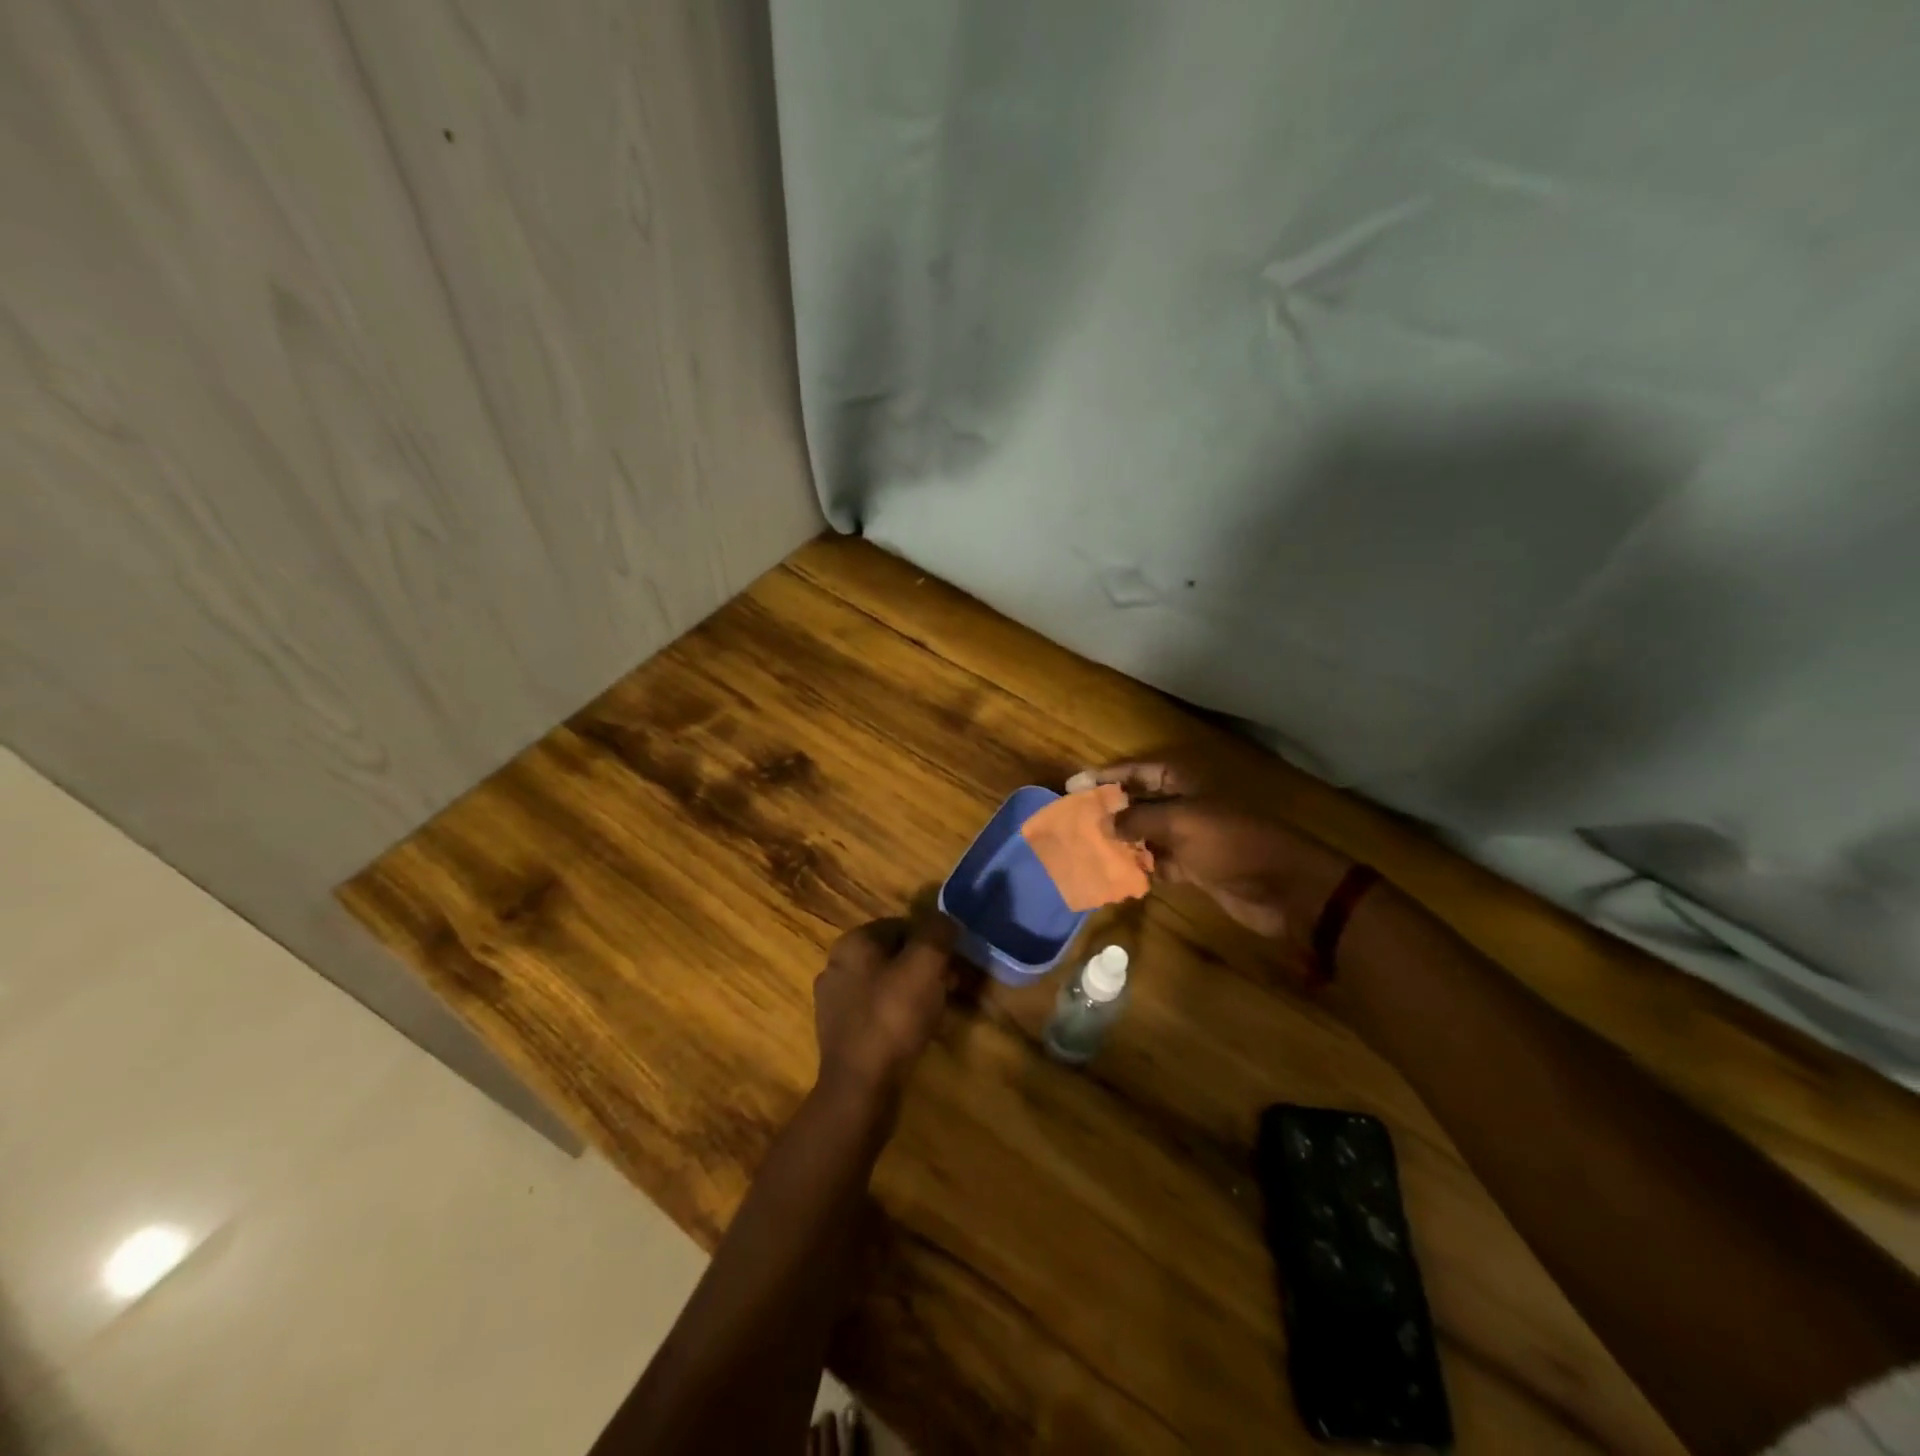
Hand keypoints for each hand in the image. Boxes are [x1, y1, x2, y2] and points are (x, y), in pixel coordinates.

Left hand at [813, 914, 958, 1101]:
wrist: (860, 1088)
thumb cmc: (893, 1018)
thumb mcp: (925, 966)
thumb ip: (937, 933)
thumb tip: (946, 919)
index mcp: (853, 942)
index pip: (902, 925)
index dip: (933, 940)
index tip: (953, 962)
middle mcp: (837, 965)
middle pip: (893, 955)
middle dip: (925, 967)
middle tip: (950, 986)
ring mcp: (833, 1001)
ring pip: (885, 983)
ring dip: (914, 991)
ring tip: (937, 1010)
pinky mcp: (839, 1032)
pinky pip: (876, 1010)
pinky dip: (898, 1014)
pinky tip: (914, 1032)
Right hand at [1073, 756, 1353, 954]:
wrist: (1285, 887)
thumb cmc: (1233, 842)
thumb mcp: (1182, 822)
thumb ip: (1138, 819)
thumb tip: (1103, 824)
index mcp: (1184, 782)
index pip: (1136, 772)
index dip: (1105, 777)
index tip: (1073, 785)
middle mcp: (1183, 804)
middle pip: (1137, 802)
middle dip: (1107, 810)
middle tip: (1071, 819)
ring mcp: (1188, 836)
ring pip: (1143, 834)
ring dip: (1118, 841)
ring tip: (1082, 847)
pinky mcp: (1193, 867)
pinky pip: (1156, 862)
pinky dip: (1137, 867)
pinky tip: (1110, 873)